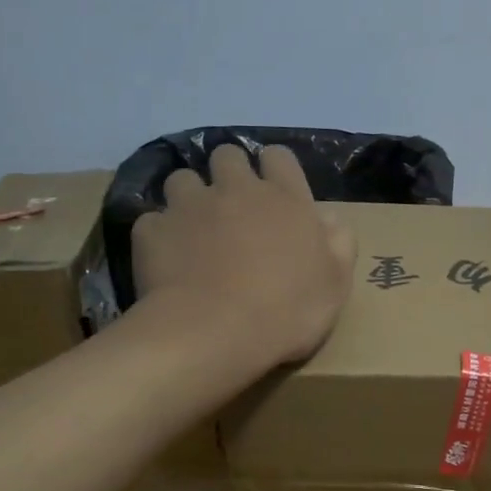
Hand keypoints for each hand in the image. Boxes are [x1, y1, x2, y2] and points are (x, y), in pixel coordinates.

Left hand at [131, 144, 357, 366]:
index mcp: (284, 198)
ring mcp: (189, 206)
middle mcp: (235, 189)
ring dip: (189, 198)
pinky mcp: (152, 230)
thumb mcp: (335, 284)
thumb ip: (339, 243)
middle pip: (227, 156)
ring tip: (193, 230)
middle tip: (232, 209)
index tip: (275, 193)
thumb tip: (330, 218)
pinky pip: (152, 221)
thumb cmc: (287, 311)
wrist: (215, 334)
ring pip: (182, 179)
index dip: (275, 169)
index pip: (278, 156)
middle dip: (228, 174)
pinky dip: (160, 236)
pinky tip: (166, 261)